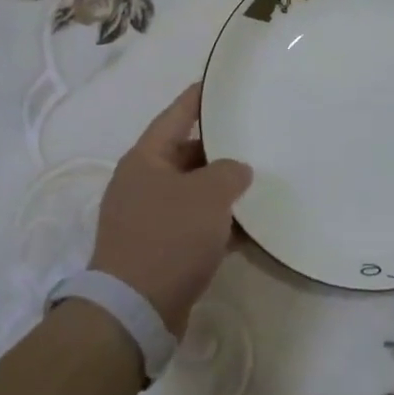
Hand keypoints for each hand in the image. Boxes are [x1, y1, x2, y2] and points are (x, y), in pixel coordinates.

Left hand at [89, 84, 251, 332]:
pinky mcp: (157, 250)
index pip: (176, 115)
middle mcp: (142, 183)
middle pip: (186, 154)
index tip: (219, 83)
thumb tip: (236, 171)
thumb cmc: (168, 237)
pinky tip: (249, 228)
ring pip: (192, 192)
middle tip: (254, 136)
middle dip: (219, 149)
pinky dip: (217, 224)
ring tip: (259, 181)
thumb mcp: (208, 195)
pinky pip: (193, 226)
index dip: (198, 97)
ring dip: (221, 191)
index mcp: (145, 159)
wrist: (134, 311)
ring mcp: (147, 219)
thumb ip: (230, 172)